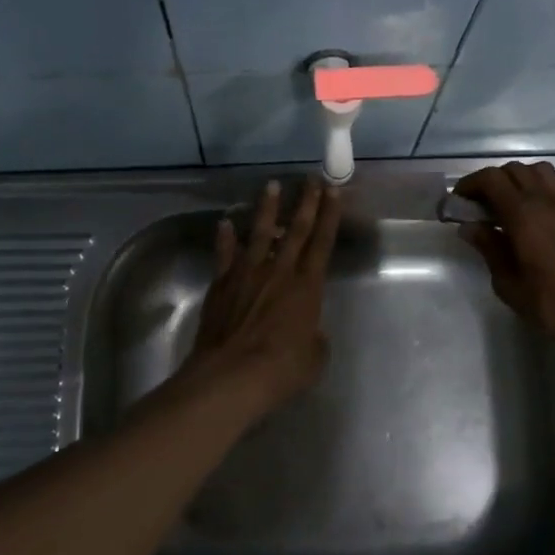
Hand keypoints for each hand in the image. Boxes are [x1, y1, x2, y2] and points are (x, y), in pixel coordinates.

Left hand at [180, 179, 340, 415]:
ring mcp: (247, 274)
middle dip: (306, 202)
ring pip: (259, 233)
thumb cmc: (282, 369)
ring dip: (267, 209)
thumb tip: (308, 331)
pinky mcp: (221, 284)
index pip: (322, 243)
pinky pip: (225, 255)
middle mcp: (279, 271)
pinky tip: (225, 223)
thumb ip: (314, 338)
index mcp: (307, 287)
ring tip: (272, 186)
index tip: (333, 191)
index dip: (330, 216)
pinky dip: (226, 238)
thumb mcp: (314, 357)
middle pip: (295, 230)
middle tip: (310, 179)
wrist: (232, 376)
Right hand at [454, 162, 554, 346]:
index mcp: (523, 214)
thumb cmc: (548, 302)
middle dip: (491, 181)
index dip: (470, 184)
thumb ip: (488, 248)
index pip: (491, 179)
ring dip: (518, 179)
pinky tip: (537, 209)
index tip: (457, 200)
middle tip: (478, 205)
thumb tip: (468, 226)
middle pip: (514, 170)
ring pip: (539, 171)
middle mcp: (546, 200)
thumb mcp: (506, 282)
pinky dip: (543, 187)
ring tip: (507, 203)